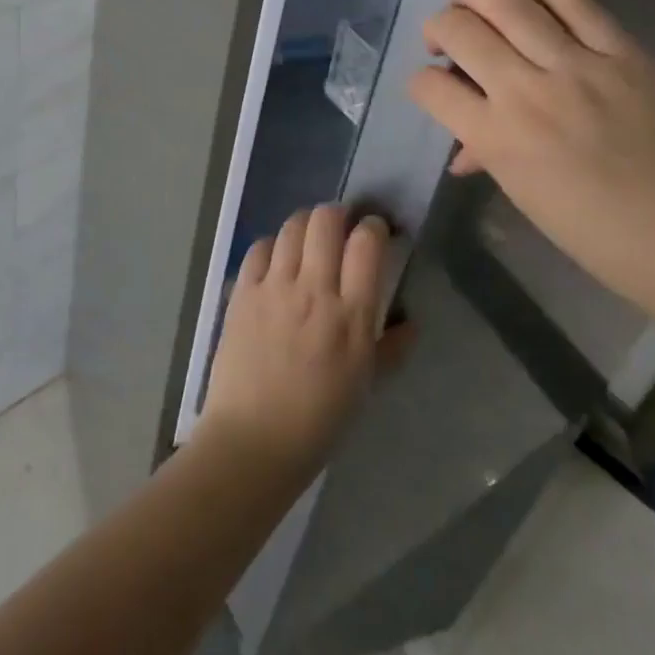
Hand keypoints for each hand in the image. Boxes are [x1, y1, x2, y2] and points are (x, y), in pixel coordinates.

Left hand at [198, 206, 390, 480]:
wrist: (252, 441)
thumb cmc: (318, 422)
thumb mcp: (366, 388)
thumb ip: (392, 349)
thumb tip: (412, 322)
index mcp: (351, 316)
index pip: (367, 244)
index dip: (374, 227)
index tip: (376, 232)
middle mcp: (313, 291)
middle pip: (326, 221)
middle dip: (338, 214)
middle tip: (342, 227)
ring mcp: (273, 288)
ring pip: (291, 227)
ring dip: (305, 224)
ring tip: (309, 239)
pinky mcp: (242, 293)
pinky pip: (259, 248)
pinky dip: (272, 245)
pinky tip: (277, 260)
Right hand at [408, 0, 654, 319]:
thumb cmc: (600, 236)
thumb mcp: (528, 198)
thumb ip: (490, 157)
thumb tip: (464, 148)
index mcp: (496, 139)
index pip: (430, 86)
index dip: (421, 81)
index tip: (435, 86)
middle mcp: (526, 92)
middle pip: (461, 31)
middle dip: (439, 27)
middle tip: (446, 39)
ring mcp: (577, 64)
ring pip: (507, 3)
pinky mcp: (622, 51)